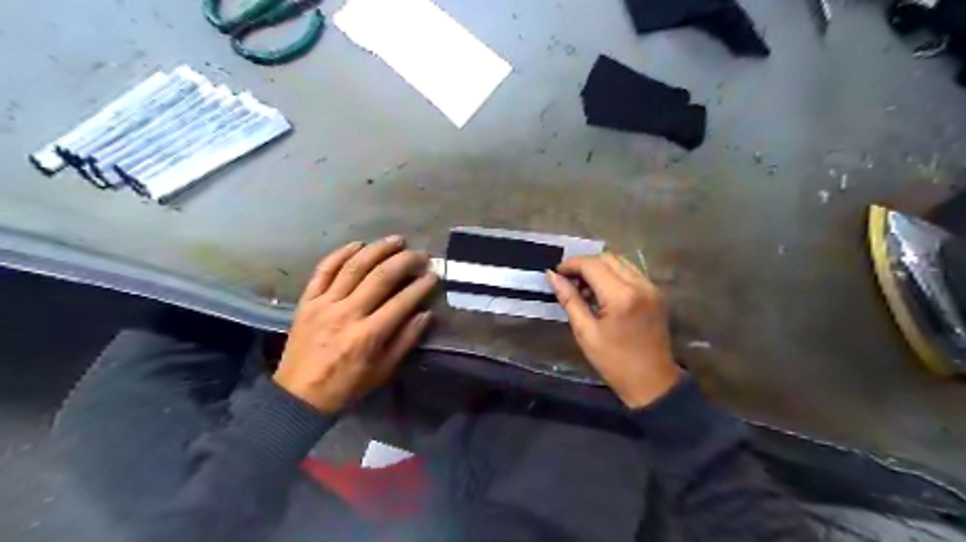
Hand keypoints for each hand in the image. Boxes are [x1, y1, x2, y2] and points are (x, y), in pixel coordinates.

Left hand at [272, 236, 436, 413]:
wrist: (298, 396)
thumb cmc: (347, 386)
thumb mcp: (383, 371)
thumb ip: (406, 341)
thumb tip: (425, 313)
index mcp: (368, 335)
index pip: (401, 302)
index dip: (421, 285)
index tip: (434, 275)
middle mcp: (346, 314)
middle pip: (380, 277)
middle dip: (405, 261)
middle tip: (420, 255)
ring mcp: (324, 304)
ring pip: (353, 267)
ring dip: (377, 249)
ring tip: (396, 241)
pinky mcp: (307, 301)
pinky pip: (323, 270)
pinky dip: (340, 254)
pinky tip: (358, 244)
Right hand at [546, 252, 682, 407]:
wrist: (652, 382)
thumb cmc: (614, 362)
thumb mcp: (585, 332)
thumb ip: (569, 299)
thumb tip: (552, 276)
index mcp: (621, 296)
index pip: (592, 265)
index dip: (571, 265)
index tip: (556, 273)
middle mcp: (640, 285)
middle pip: (608, 257)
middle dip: (585, 264)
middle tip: (569, 280)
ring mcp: (651, 287)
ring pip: (620, 262)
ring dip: (599, 267)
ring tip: (584, 287)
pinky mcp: (656, 293)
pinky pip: (631, 272)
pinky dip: (613, 274)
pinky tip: (602, 292)